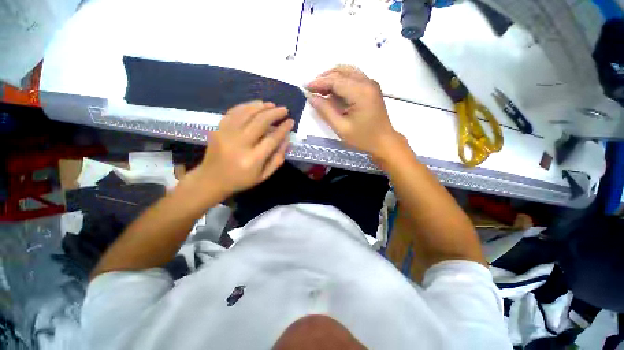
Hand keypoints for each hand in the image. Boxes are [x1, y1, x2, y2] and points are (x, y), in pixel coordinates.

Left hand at [189, 101, 293, 199]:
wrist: (211, 179)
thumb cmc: (241, 180)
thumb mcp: (264, 176)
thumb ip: (277, 159)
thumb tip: (286, 139)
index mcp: (253, 159)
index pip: (272, 139)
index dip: (283, 128)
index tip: (291, 121)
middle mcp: (239, 144)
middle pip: (260, 122)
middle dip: (275, 113)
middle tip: (284, 110)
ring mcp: (226, 134)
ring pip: (247, 113)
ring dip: (262, 107)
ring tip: (272, 105)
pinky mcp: (218, 128)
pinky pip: (234, 112)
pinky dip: (246, 106)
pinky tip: (256, 104)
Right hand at [305, 65, 402, 157]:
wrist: (384, 142)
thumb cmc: (363, 138)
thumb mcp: (341, 127)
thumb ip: (325, 111)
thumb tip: (311, 97)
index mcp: (361, 92)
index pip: (335, 80)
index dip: (319, 83)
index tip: (305, 87)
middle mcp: (367, 82)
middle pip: (341, 71)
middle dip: (324, 78)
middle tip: (312, 89)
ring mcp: (371, 84)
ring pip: (347, 71)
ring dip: (332, 78)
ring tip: (320, 90)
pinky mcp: (371, 88)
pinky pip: (353, 77)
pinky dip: (340, 81)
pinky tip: (333, 92)